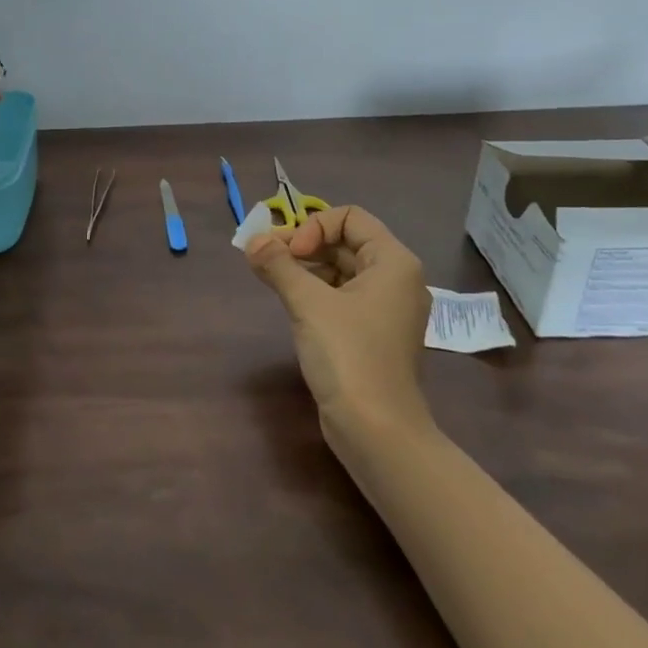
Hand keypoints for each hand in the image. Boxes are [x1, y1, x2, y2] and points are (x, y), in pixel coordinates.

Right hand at [245, 206, 431, 431]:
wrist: (376, 429)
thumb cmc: (348, 355)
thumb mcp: (308, 303)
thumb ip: (278, 265)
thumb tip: (251, 240)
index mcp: (393, 262)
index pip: (350, 217)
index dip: (314, 226)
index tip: (289, 253)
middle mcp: (396, 279)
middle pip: (345, 241)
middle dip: (303, 244)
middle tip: (265, 259)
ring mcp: (386, 309)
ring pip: (342, 269)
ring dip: (305, 267)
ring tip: (270, 276)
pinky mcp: (373, 333)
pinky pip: (343, 296)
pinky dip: (315, 290)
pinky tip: (288, 299)